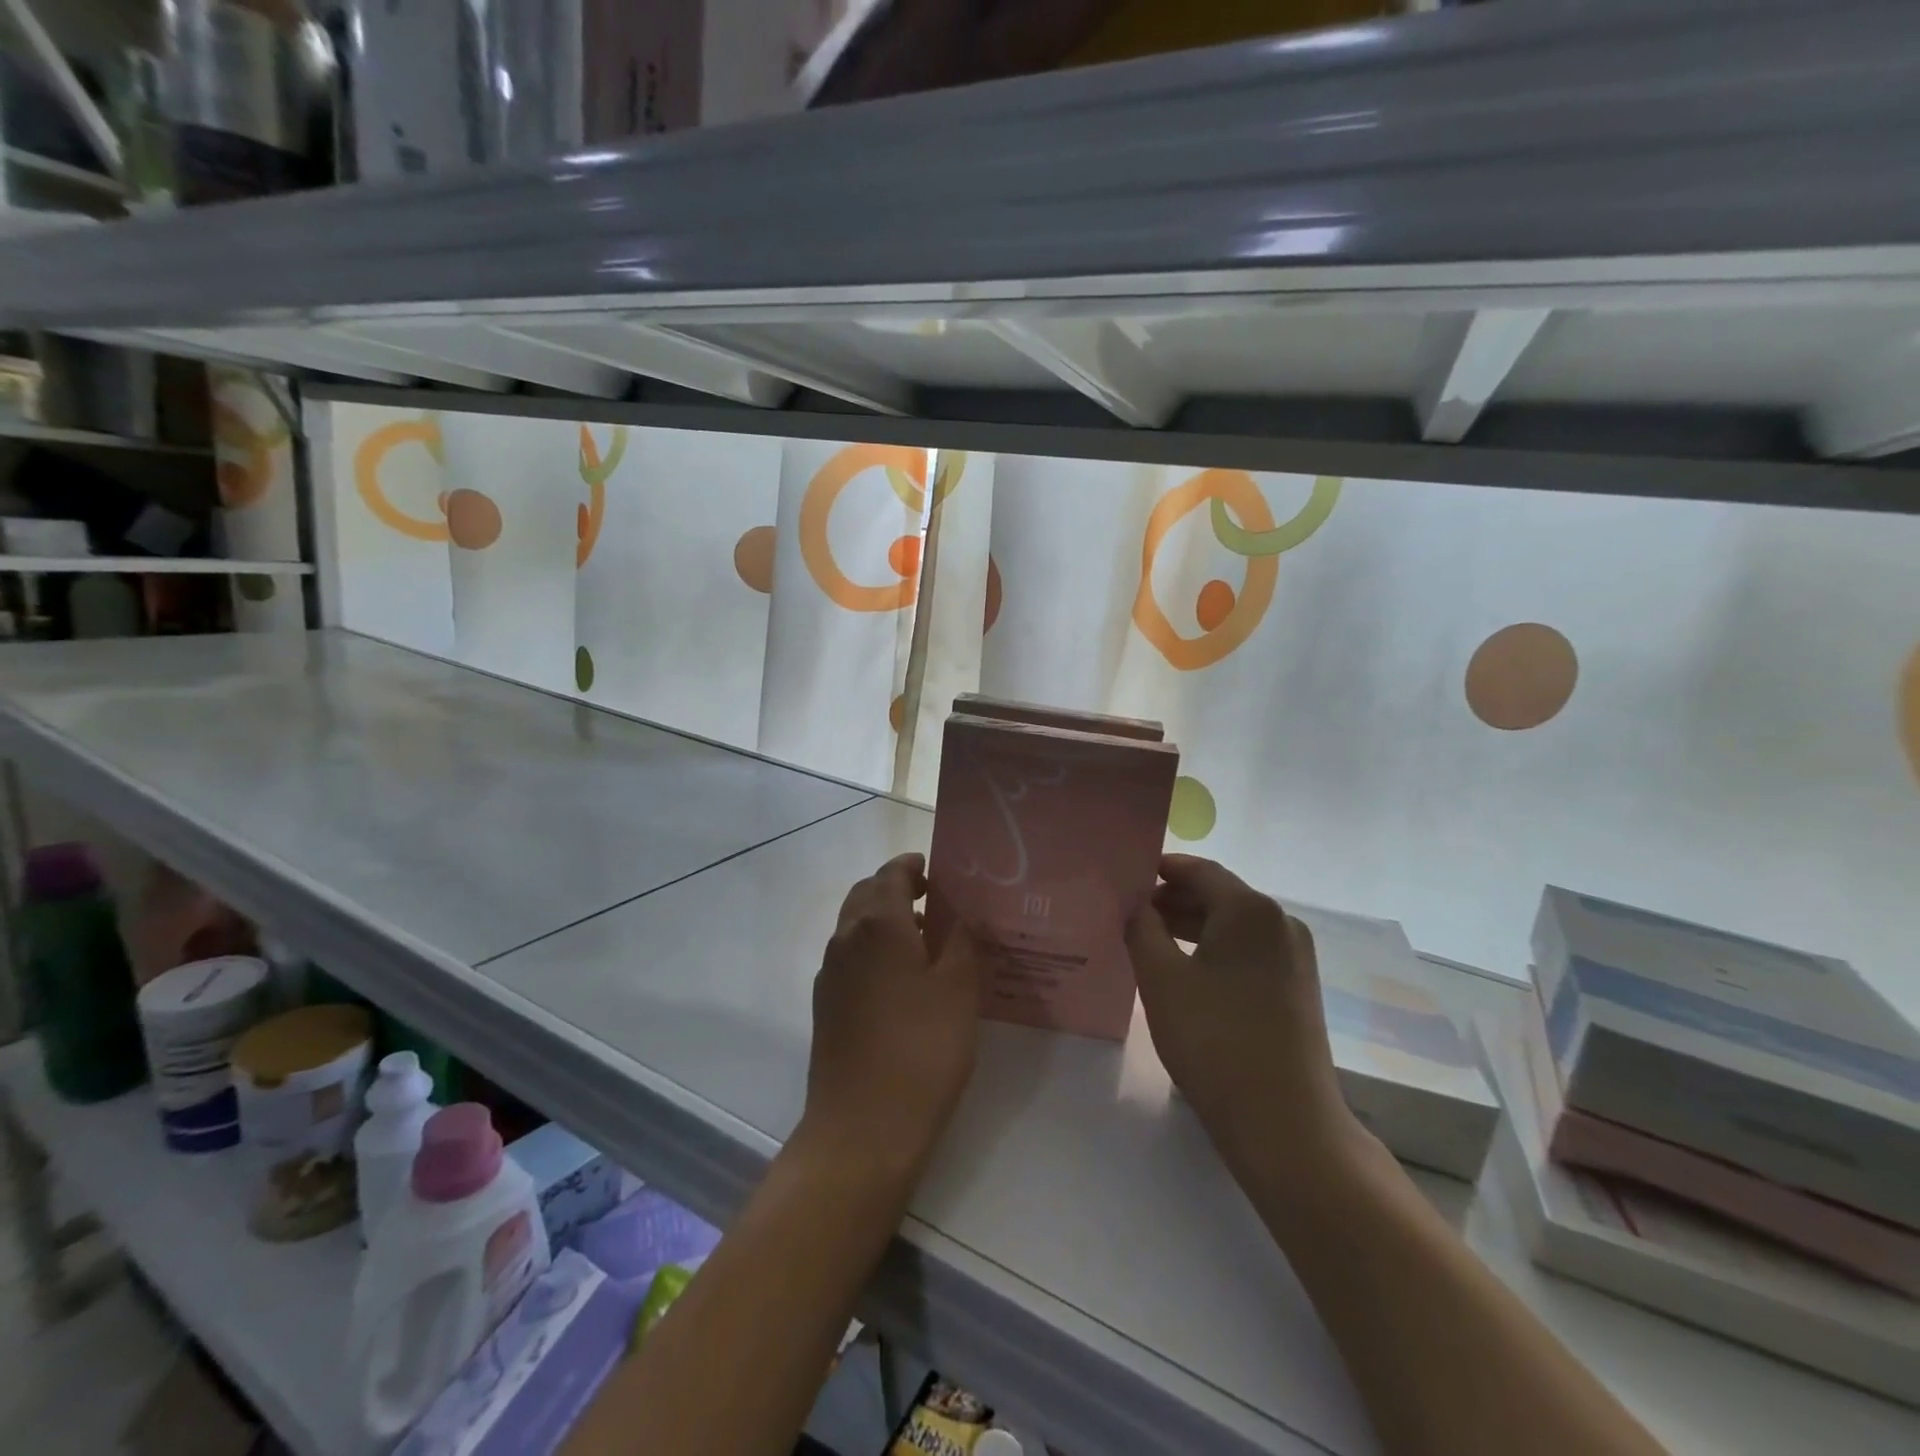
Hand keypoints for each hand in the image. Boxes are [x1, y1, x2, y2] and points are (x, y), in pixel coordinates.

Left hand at [801, 854, 982, 1174]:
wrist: (862, 1127)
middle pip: (866, 895)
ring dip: (884, 920)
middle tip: (934, 900)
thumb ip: (964, 943)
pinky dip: (873, 949)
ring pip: (855, 927)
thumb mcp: (959, 990)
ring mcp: (830, 974)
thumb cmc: (921, 1050)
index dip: (913, 866)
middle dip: (896, 889)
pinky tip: (901, 980)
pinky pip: (850, 957)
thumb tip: (966, 915)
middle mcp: (846, 939)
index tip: (938, 870)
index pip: (891, 875)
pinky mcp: (826, 1006)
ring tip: (926, 940)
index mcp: (878, 924)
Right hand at [1126, 855, 1357, 1169]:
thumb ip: (1141, 929)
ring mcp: (1294, 957)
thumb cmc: (1214, 1041)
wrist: (1284, 1123)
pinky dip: (1213, 950)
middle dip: (1172, 900)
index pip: (1200, 870)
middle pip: (1219, 895)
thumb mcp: (1161, 979)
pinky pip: (1248, 951)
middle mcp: (1280, 923)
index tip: (1125, 877)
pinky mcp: (1296, 987)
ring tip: (1147, 940)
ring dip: (1190, 926)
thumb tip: (1134, 904)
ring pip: (1233, 926)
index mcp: (1251, 910)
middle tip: (1128, 912)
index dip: (1161, 869)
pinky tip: (1182, 970)